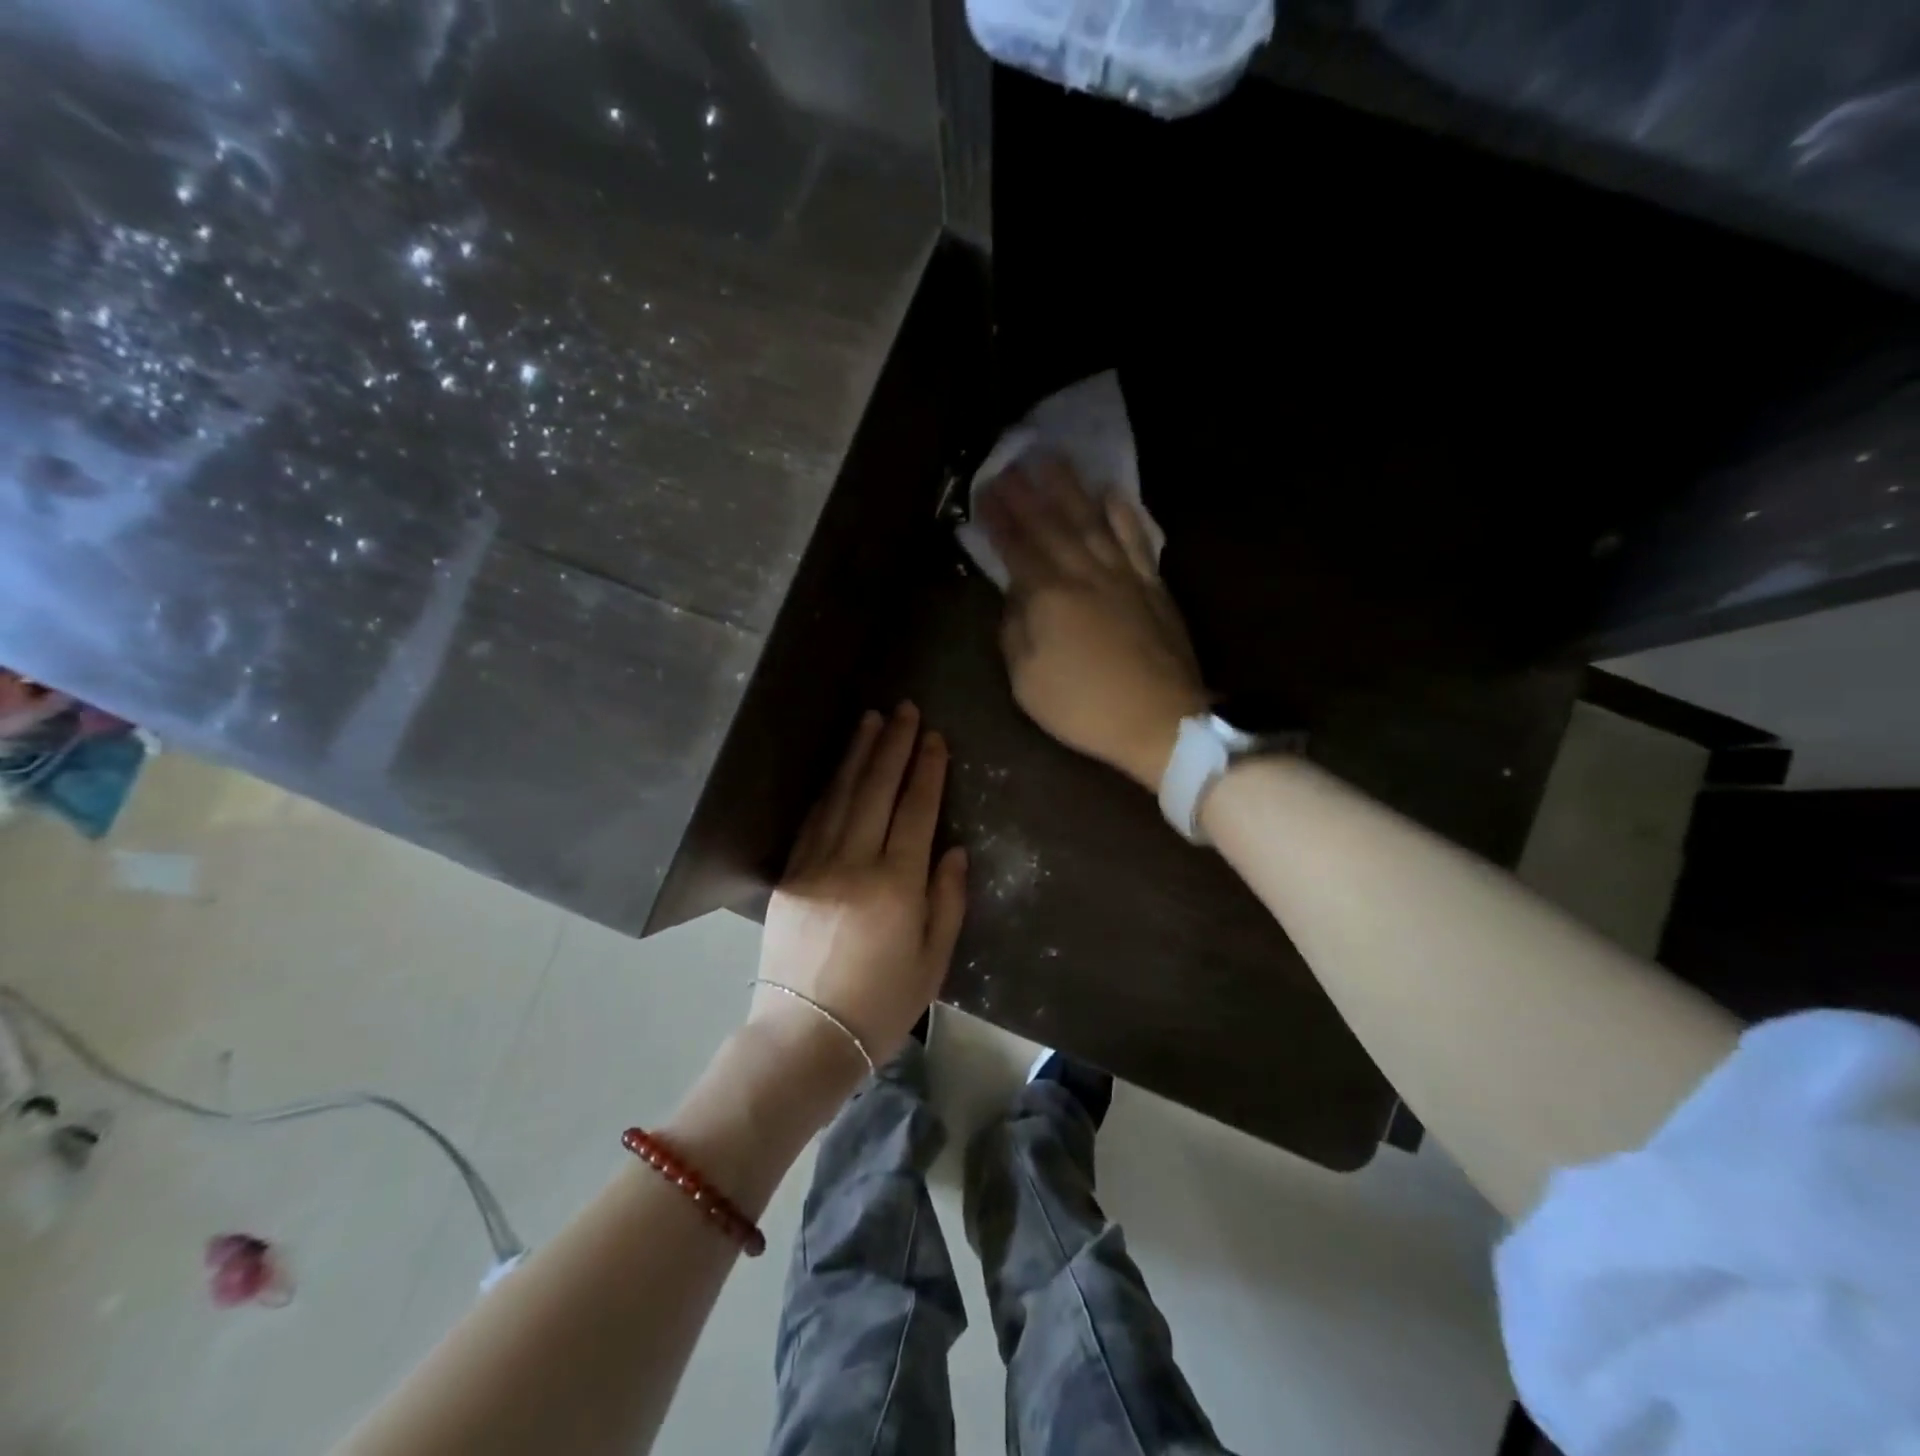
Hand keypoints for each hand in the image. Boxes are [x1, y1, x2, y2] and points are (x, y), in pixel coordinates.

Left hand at [750, 704, 967, 1076]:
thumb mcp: (934, 961)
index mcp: (897, 884)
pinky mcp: (789, 876)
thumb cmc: (882, 1006)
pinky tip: (838, 768)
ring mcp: (816, 866)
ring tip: (871, 720)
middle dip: (893, 746)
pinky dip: (827, 788)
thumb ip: (947, 900)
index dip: (927, 770)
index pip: (916, 810)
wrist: (806, 1036)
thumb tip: (952, 850)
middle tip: (905, 710)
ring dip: (857, 755)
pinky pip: (812, 820)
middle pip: (877, 790)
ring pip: (841, 796)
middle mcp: (855, 863)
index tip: (934, 737)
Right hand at [978, 456, 1209, 790]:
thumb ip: (1015, 632)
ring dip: (1070, 488)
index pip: (1017, 548)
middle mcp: (1084, 574)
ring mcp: (1123, 575)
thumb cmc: (1084, 707)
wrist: (1161, 720)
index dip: (999, 519)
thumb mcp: (1027, 682)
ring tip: (1053, 459)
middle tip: (1010, 462)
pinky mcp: (1152, 585)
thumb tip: (1016, 597)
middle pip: (1051, 524)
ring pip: (1092, 520)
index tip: (985, 491)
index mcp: (1048, 598)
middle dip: (1027, 492)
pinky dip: (1122, 513)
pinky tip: (1111, 493)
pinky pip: (1136, 538)